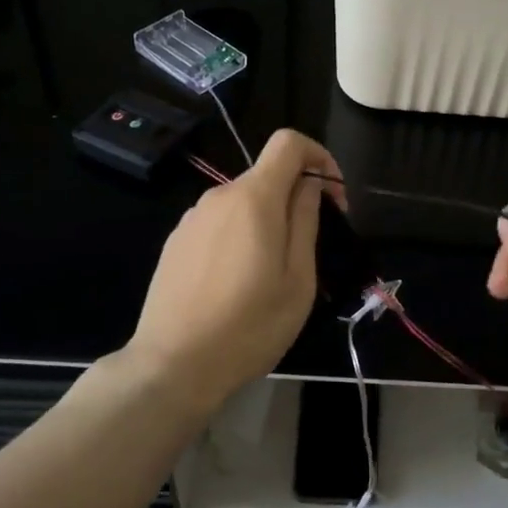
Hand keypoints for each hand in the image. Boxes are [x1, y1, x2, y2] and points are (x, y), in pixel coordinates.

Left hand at [122, 130, 343, 416]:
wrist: (173, 364)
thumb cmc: (249, 326)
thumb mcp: (298, 279)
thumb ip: (305, 221)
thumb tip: (310, 185)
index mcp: (254, 199)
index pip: (289, 142)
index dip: (319, 157)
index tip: (333, 197)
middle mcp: (218, 197)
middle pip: (266, 177)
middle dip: (296, 199)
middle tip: (311, 249)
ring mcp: (191, 220)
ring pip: (242, 204)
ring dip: (267, 222)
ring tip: (273, 274)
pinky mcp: (175, 243)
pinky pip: (218, 225)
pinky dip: (239, 237)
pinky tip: (237, 284)